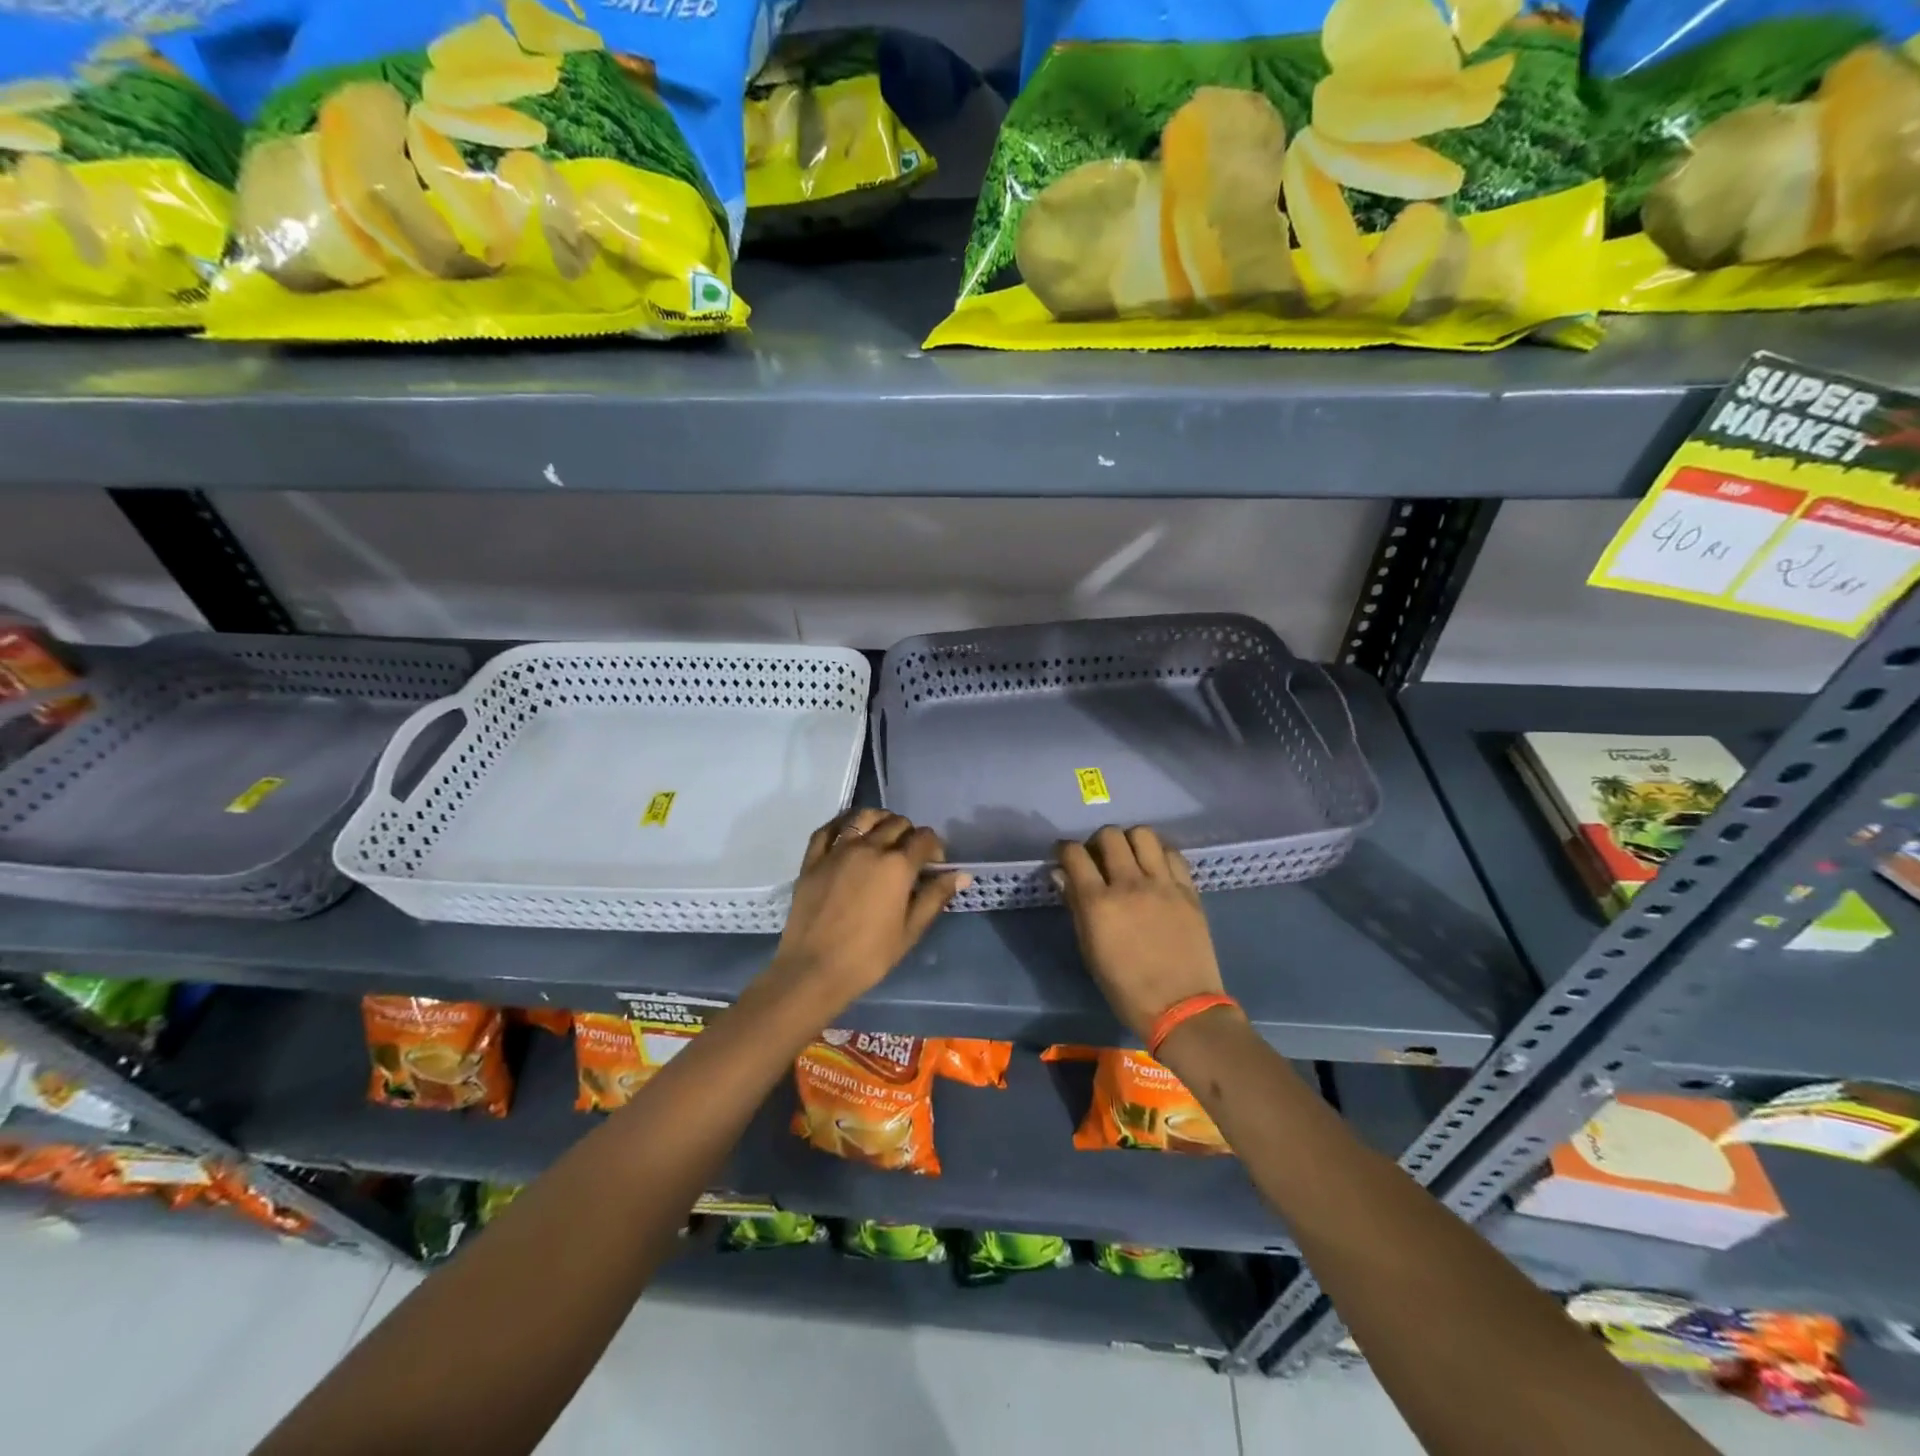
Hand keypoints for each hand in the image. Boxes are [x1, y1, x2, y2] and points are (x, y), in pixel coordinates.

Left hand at [769, 809, 966, 1008]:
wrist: (814, 970)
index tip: (933, 866)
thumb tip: (961, 875)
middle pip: (897, 823)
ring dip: (880, 820)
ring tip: (882, 836)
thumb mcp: (910, 930)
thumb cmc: (869, 956)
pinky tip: (848, 832)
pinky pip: (828, 828)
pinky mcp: (813, 859)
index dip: (935, 848)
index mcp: (897, 865)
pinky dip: (842, 824)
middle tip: (909, 856)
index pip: (925, 839)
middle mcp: (869, 847)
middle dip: (910, 834)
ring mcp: (838, 850)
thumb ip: (935, 896)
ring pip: (864, 817)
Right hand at [1055, 826, 1224, 1043]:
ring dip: (1130, 841)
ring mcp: (1162, 884)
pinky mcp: (1188, 890)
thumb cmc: (1126, 988)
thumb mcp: (1090, 950)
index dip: (1065, 849)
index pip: (1074, 854)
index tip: (1065, 856)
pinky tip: (1155, 869)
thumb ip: (1076, 907)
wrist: (1181, 1007)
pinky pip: (1172, 854)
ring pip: (1143, 834)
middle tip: (1099, 858)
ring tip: (1129, 858)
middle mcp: (1129, 884)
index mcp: (1099, 903)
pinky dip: (1159, 854)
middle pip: (1110, 835)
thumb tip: (1062, 875)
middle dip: (1097, 841)